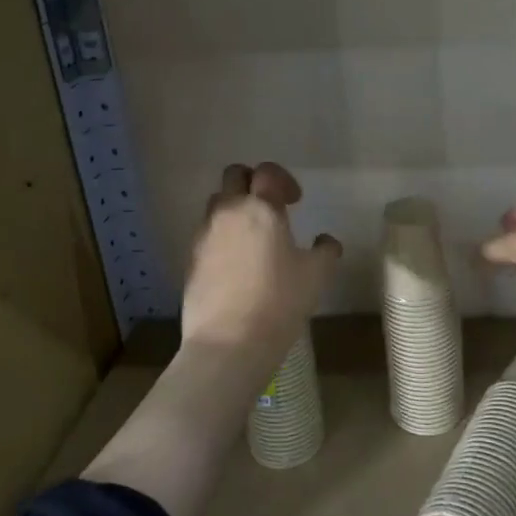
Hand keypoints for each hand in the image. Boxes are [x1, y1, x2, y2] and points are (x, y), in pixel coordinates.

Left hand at [180, 163, 341, 355]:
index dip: (283, 180)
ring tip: (252, 236)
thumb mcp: (316, 275)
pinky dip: (222, 236)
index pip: (267, 172)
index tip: (295, 201)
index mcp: (261, 209)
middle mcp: (228, 212)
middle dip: (252, 182)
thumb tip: (325, 240)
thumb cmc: (279, 302)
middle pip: (234, 175)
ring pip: (216, 203)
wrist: (229, 342)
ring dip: (234, 208)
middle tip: (270, 207)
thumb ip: (325, 250)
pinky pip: (207, 233)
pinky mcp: (191, 259)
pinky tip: (237, 264)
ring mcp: (204, 235)